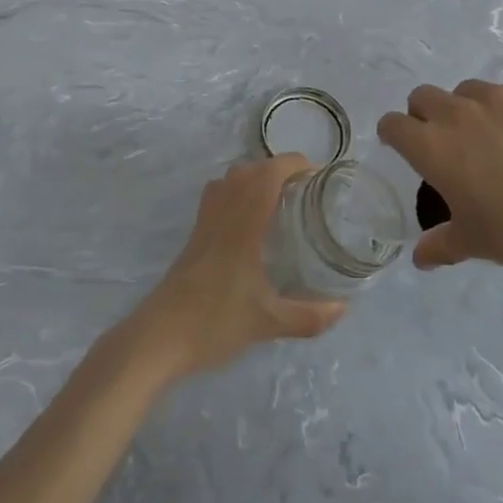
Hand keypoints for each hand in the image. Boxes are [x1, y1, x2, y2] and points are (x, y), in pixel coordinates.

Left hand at [129, 155, 345, 377]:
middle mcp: (222, 214)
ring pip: (228, 179)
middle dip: (278, 168)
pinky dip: (236, 191)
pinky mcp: (194, 237)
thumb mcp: (267, 323)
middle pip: (248, 170)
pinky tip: (250, 220)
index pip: (267, 175)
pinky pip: (216, 196)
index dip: (293, 164)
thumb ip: (308, 316)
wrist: (159, 337)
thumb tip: (343, 309)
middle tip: (304, 188)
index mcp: (242, 225)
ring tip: (279, 197)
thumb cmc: (214, 322)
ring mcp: (204, 224)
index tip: (317, 174)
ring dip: (254, 176)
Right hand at [378, 80, 502, 292]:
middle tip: (450, 143)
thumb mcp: (472, 242)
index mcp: (432, 146)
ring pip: (469, 91)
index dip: (395, 135)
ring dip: (471, 110)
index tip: (406, 148)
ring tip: (498, 139)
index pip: (392, 124)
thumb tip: (419, 258)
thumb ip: (439, 244)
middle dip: (427, 115)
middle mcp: (458, 112)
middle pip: (423, 96)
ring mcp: (499, 96)